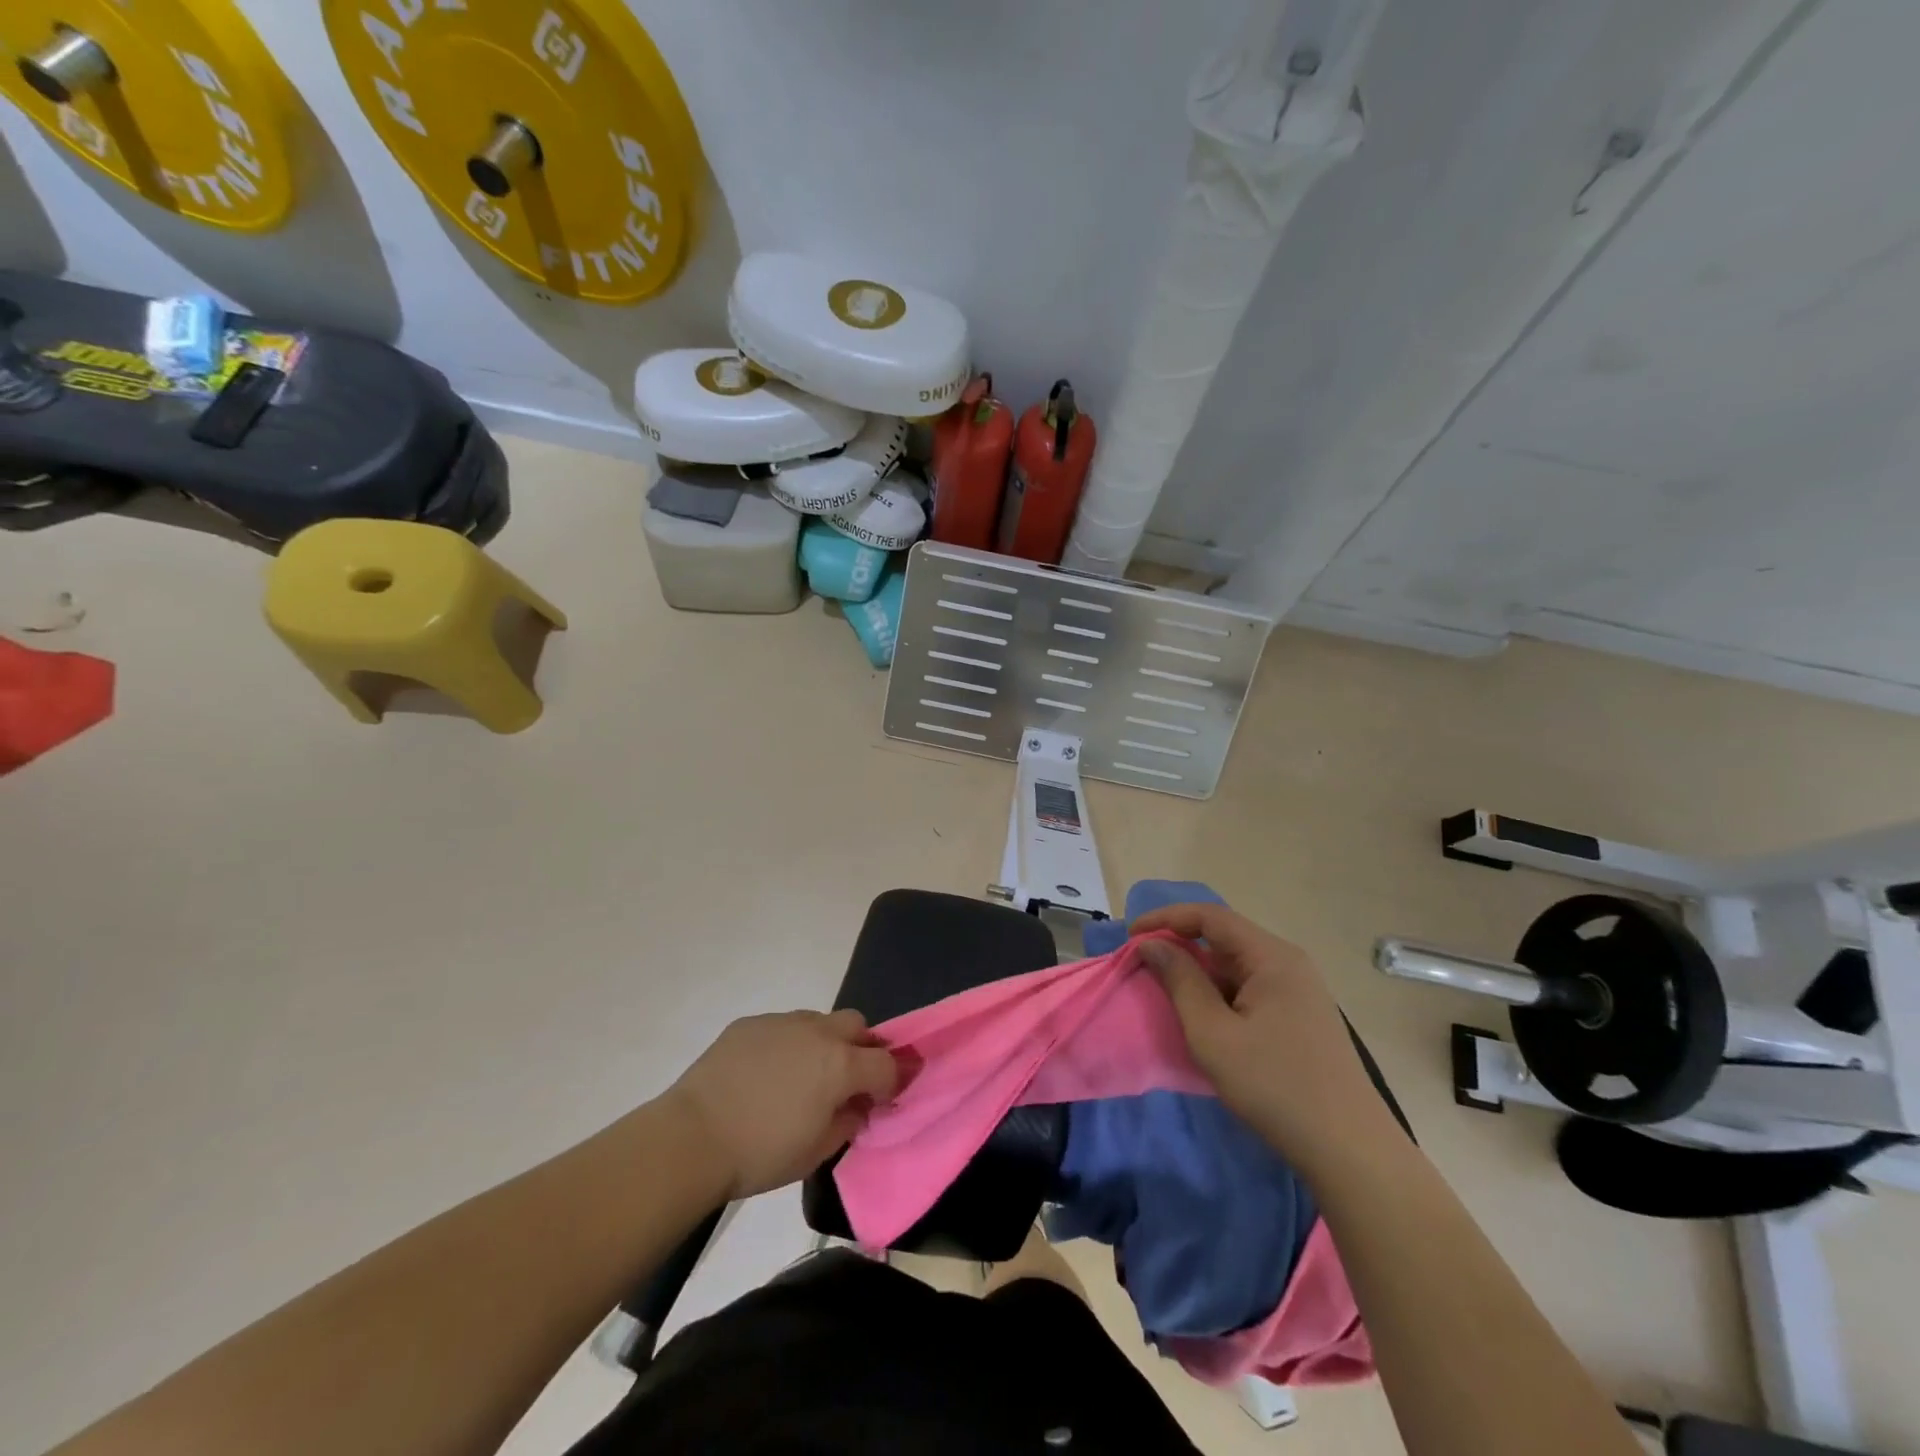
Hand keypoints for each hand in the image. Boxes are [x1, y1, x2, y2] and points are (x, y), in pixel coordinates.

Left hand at [663, 1009, 902, 1199]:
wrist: (692, 1137)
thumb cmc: (760, 1154)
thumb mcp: (816, 1152)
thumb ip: (848, 1123)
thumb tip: (857, 1106)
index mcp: (840, 1065)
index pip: (886, 1063)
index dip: (891, 1081)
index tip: (881, 1100)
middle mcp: (818, 1032)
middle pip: (857, 1024)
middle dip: (861, 1048)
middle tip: (847, 1080)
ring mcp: (782, 1022)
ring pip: (819, 1021)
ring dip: (823, 1042)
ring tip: (802, 1075)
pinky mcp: (750, 1023)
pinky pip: (782, 1026)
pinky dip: (786, 1044)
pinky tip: (765, 1073)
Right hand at [1133, 904, 1399, 1174]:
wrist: (1349, 1150)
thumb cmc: (1274, 1086)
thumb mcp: (1213, 1034)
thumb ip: (1180, 981)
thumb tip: (1153, 944)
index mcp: (1272, 957)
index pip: (1210, 916)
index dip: (1166, 919)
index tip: (1131, 937)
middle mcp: (1289, 962)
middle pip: (1225, 937)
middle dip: (1181, 945)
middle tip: (1144, 964)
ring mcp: (1299, 989)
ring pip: (1237, 964)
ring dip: (1199, 972)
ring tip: (1167, 992)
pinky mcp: (1301, 1015)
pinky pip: (1251, 987)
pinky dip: (1220, 992)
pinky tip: (1204, 1016)